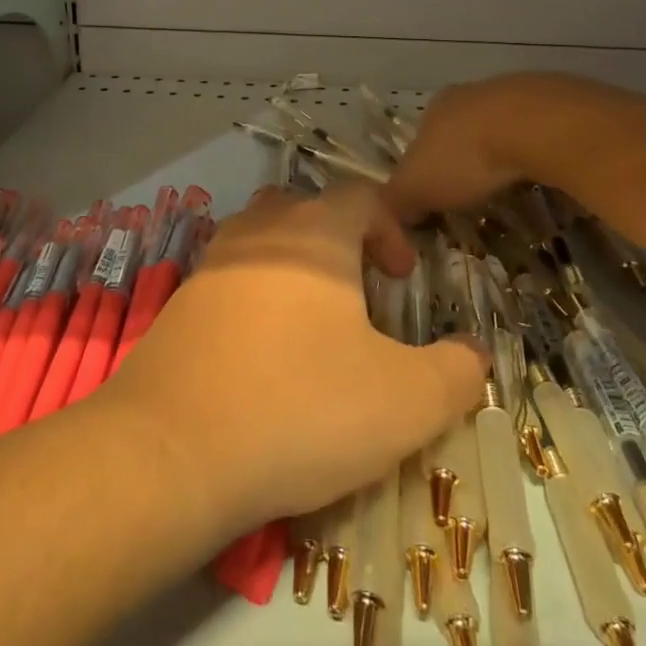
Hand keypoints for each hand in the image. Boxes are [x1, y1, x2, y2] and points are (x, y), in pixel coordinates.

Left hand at [99, 183, 486, 541]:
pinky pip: (230, 281)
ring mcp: (211, 263)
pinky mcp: (179, 302)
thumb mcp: (406, 401)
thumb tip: (474, 352)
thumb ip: (456, 371)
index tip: (403, 280)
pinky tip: (264, 358)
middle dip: (342, 244)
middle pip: (307, 211)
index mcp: (313, 232)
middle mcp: (258, 231)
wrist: (171, 449)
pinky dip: (256, 301)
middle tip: (361, 298)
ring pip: (263, 242)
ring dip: (295, 269)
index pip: (361, 196)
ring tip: (315, 326)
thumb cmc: (301, 408)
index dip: (392, 229)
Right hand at [384, 74, 549, 222]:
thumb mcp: (416, 188)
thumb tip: (386, 218)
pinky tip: (540, 174)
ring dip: (502, 155)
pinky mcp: (551, 102)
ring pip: (499, 130)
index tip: (437, 199)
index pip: (420, 141)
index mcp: (432, 109)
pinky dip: (534, 152)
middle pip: (459, 133)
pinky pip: (536, 133)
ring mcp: (511, 94)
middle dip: (465, 163)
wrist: (535, 127)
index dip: (425, 171)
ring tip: (510, 187)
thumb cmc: (465, 157)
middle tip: (474, 197)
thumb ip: (396, 202)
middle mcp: (468, 94)